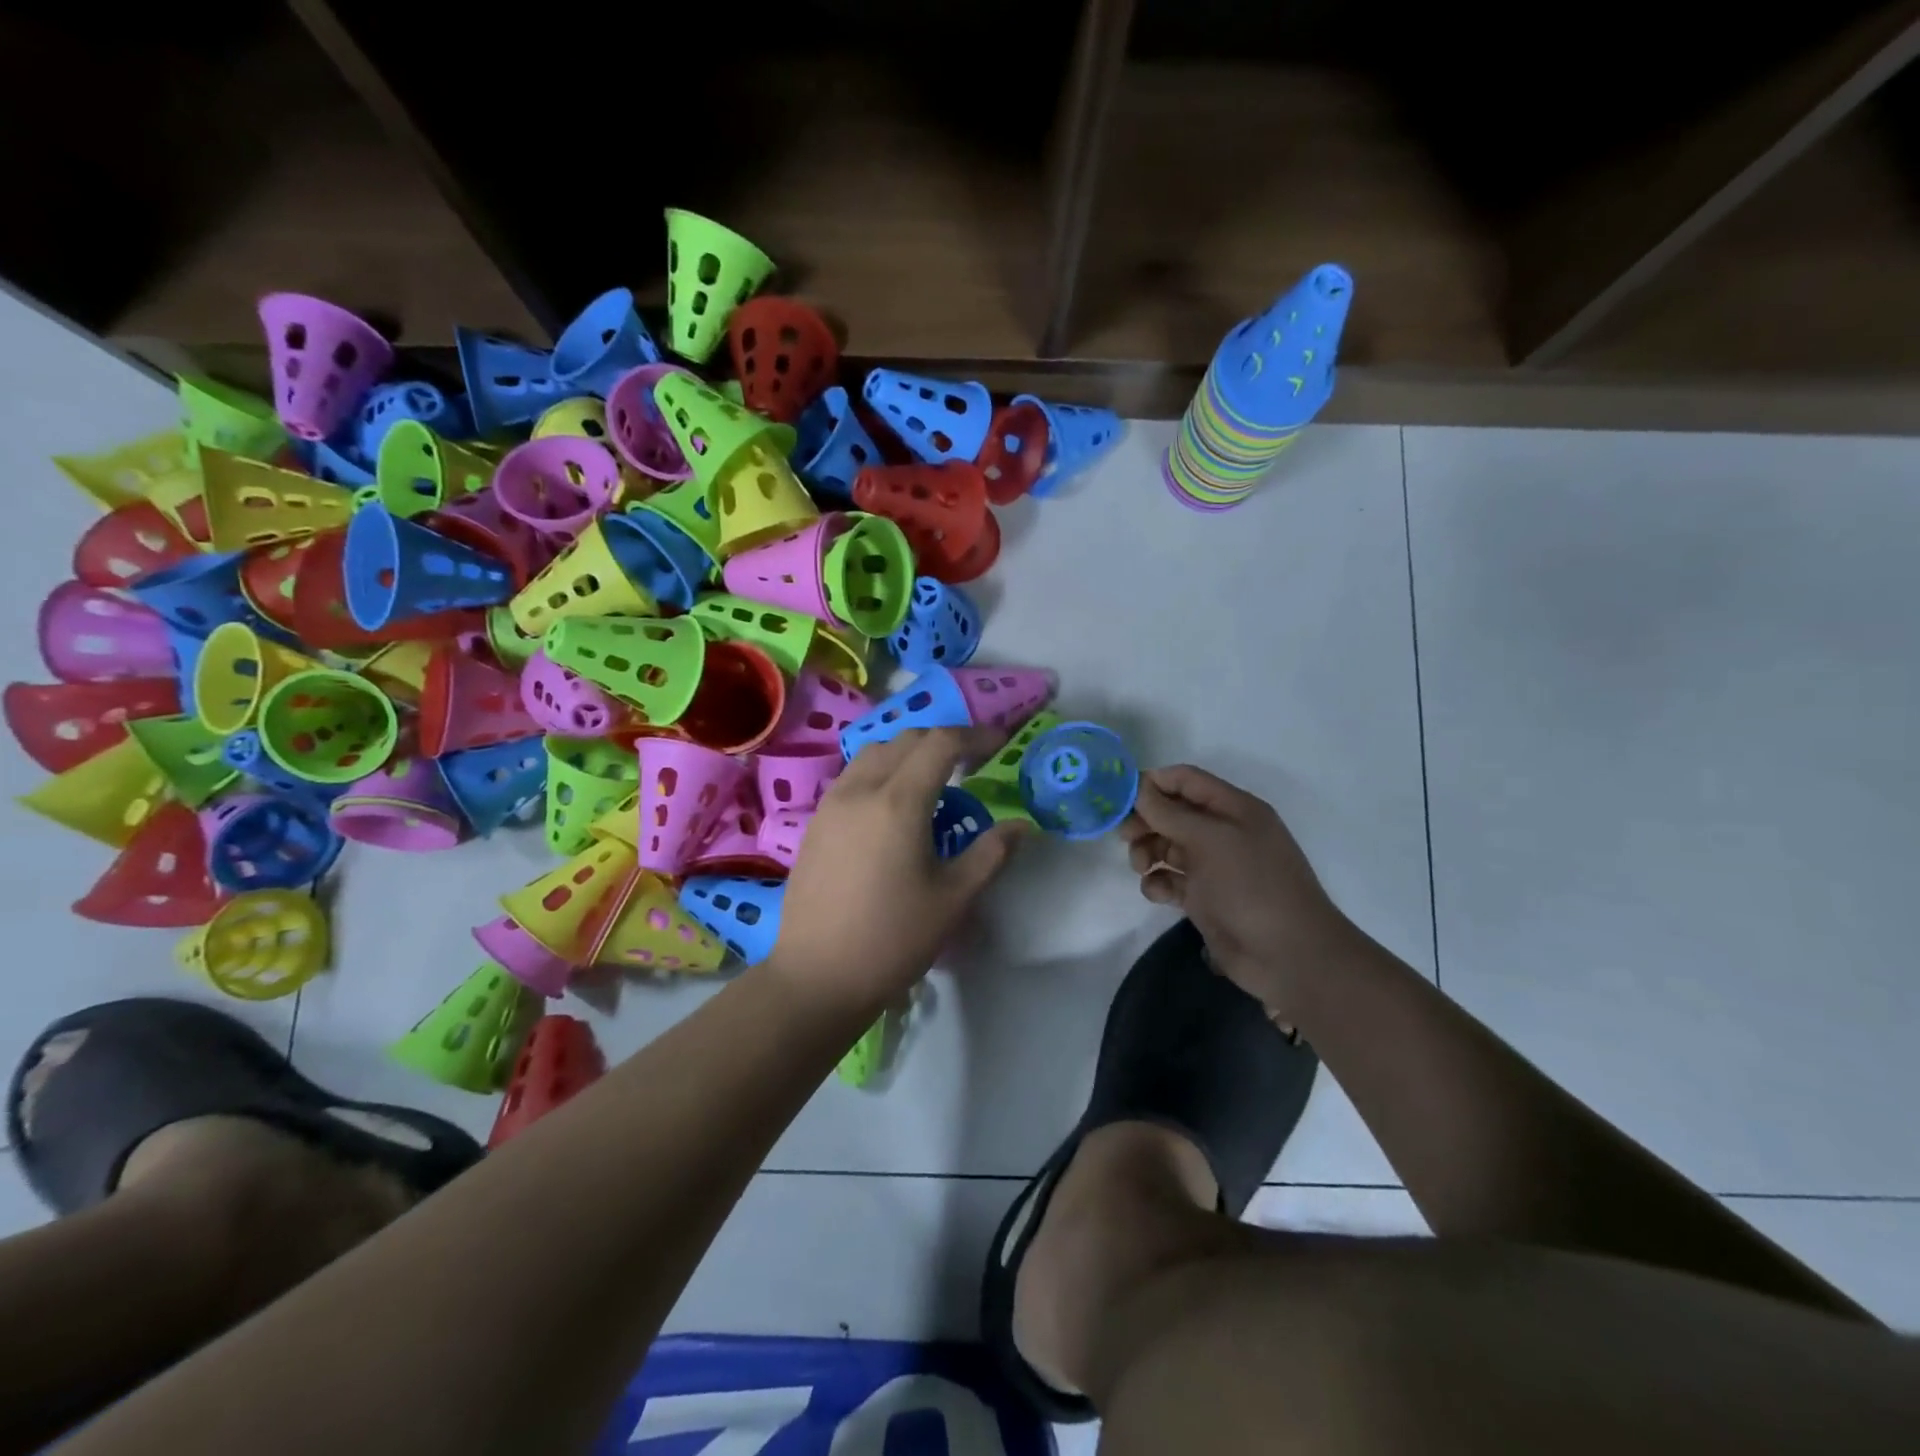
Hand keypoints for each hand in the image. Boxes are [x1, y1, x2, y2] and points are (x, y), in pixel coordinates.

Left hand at [773, 726, 1027, 1008]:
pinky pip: (853, 776)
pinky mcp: (816, 822)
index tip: (999, 744)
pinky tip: (893, 807)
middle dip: (943, 740)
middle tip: (971, 761)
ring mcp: (832, 804)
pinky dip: (881, 771)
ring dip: (908, 752)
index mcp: (898, 802)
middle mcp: (861, 789)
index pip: (940, 743)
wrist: (817, 976)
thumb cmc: (893, 939)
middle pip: (906, 739)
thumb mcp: (954, 899)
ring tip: (932, 781)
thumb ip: (991, 853)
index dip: (975, 736)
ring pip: (874, 753)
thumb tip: (1021, 826)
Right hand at [1120, 765, 1353, 1015]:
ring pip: (1168, 846)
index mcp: (1234, 808)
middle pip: (1173, 813)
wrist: (1287, 955)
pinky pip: (1172, 880)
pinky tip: (1158, 893)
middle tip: (1124, 837)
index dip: (1153, 783)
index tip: (1120, 797)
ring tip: (1141, 868)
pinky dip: (1159, 882)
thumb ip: (1170, 813)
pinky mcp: (1205, 898)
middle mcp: (1224, 832)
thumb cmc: (1251, 885)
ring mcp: (1214, 866)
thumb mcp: (1210, 840)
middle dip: (1146, 821)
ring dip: (1148, 852)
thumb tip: (1139, 789)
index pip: (1187, 780)